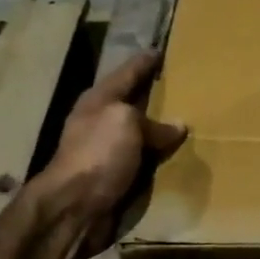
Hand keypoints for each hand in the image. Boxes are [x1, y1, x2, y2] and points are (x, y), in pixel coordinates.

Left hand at [31, 50, 186, 247]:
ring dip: (157, 128)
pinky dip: (158, 157)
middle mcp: (100, 122)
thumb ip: (153, 123)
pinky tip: (175, 156)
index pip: (126, 73)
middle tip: (181, 85)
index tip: (162, 51)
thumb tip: (177, 127)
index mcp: (99, 101)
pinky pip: (143, 161)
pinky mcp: (114, 178)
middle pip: (132, 103)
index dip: (144, 62)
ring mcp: (105, 152)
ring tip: (185, 120)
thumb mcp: (125, 124)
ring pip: (139, 133)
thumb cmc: (97, 155)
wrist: (74, 207)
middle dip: (153, 94)